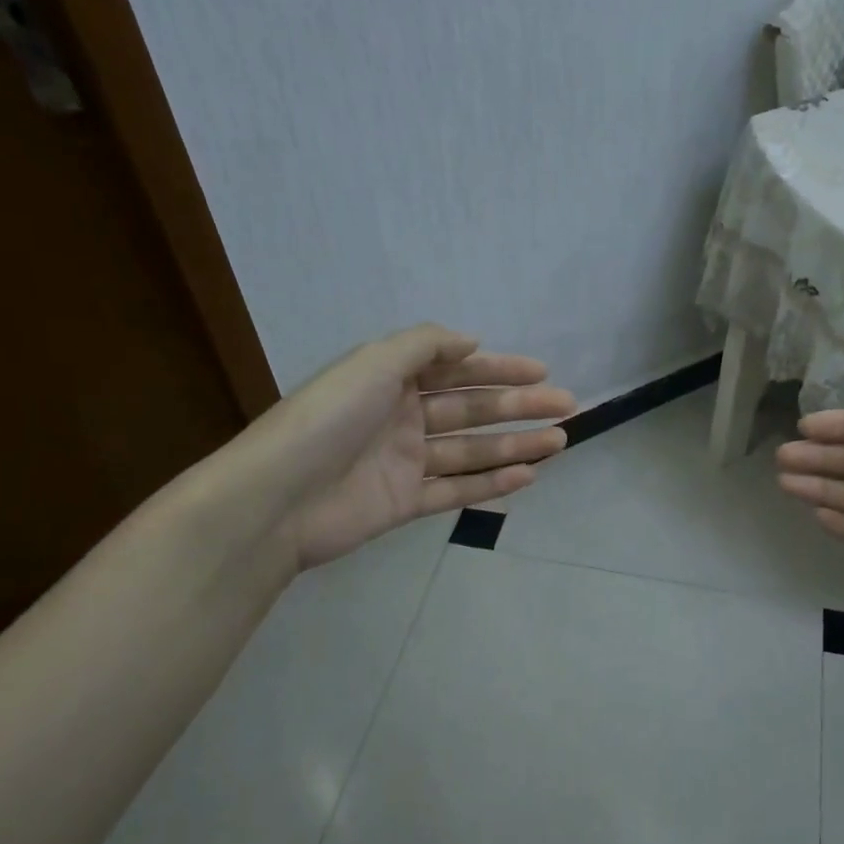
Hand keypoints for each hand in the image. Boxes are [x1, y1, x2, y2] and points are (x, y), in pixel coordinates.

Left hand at [227, 324, 575, 568]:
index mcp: (391, 380)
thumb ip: (425, 346)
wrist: (277, 499)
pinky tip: (527, 476)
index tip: (541, 372)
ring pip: (471, 450)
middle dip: (520, 406)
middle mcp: (401, 417)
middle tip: (567, 407)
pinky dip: (491, 484)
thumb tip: (471, 341)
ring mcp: (405, 462)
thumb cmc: (328, 420)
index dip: (499, 369)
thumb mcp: (374, 364)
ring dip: (516, 445)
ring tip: (560, 441)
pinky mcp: (405, 502)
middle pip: (472, 409)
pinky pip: (456, 490)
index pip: (456, 370)